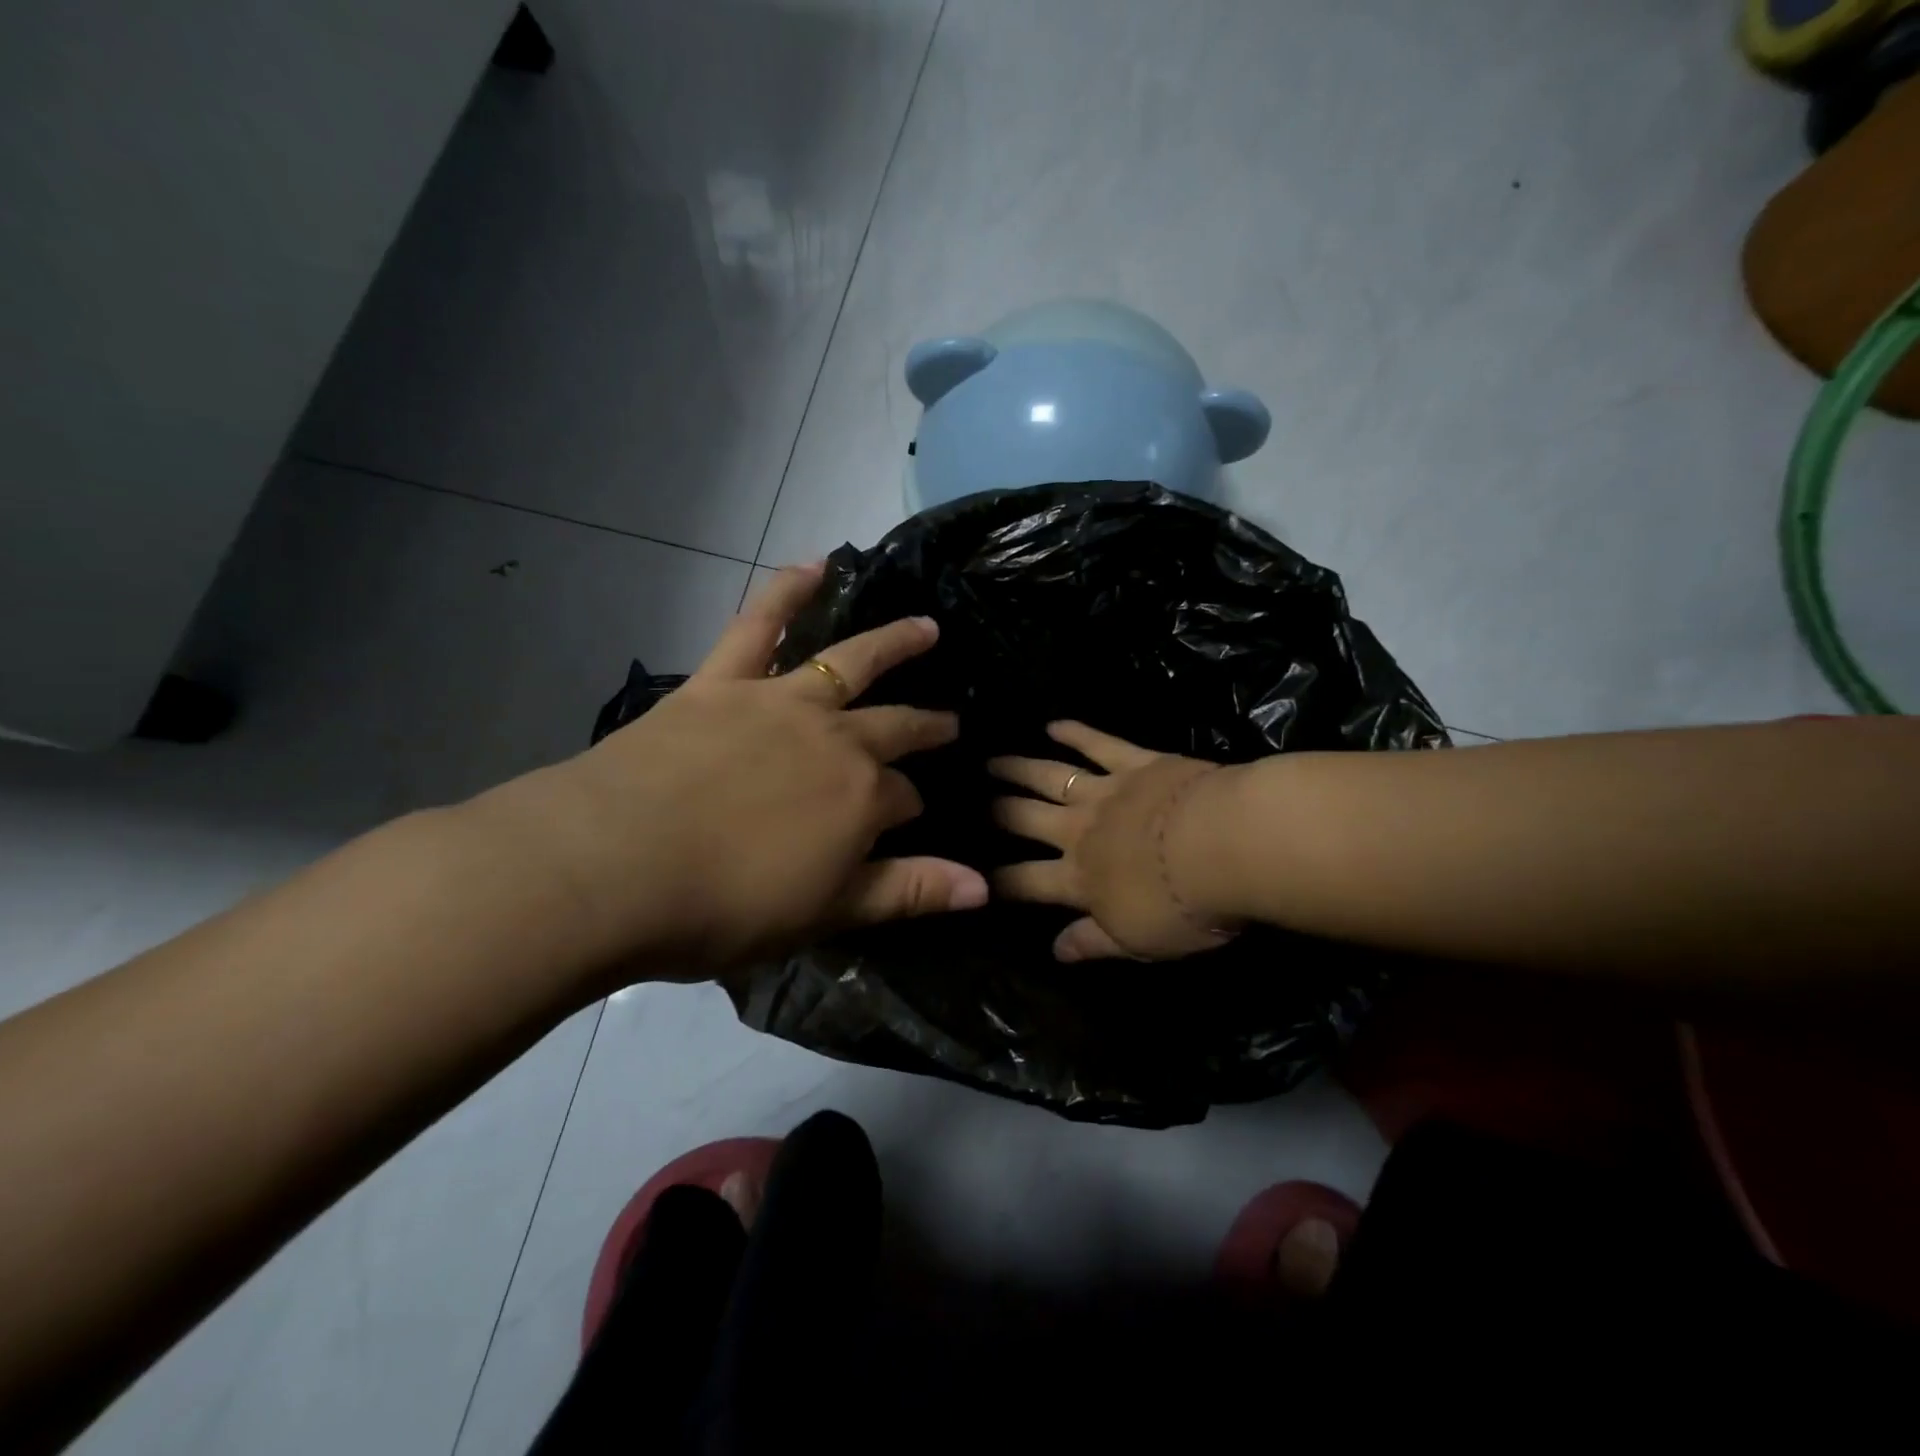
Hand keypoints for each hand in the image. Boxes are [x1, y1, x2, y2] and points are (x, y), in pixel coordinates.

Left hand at [485, 564, 987, 982]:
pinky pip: (759, 625)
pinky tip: (815, 564)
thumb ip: (909, 892)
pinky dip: (788, 591)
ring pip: (852, 661)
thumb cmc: (725, 906)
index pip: (906, 799)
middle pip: (895, 727)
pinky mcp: (723, 683)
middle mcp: (836, 738)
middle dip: (925, 727)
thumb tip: (985, 888)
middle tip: (948, 723)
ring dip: (894, 643)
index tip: (910, 822)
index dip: (911, 810)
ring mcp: (781, 702)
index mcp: (862, 797)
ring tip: (925, 628)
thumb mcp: (827, 912)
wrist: (613, 867)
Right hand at [989, 721, 1240, 961]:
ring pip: (1048, 776)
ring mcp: (1105, 791)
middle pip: (1025, 819)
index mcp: (1079, 879)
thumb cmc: (1186, 905)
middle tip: (972, 802)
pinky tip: (1053, 724)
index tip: (976, 876)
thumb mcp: (1137, 943)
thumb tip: (1054, 952)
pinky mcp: (1136, 763)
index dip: (999, 881)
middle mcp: (1079, 831)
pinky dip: (1074, 732)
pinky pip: (1097, 744)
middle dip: (996, 812)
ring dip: (1017, 768)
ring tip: (992, 760)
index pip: (1026, 882)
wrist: (1228, 844)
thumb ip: (1091, 944)